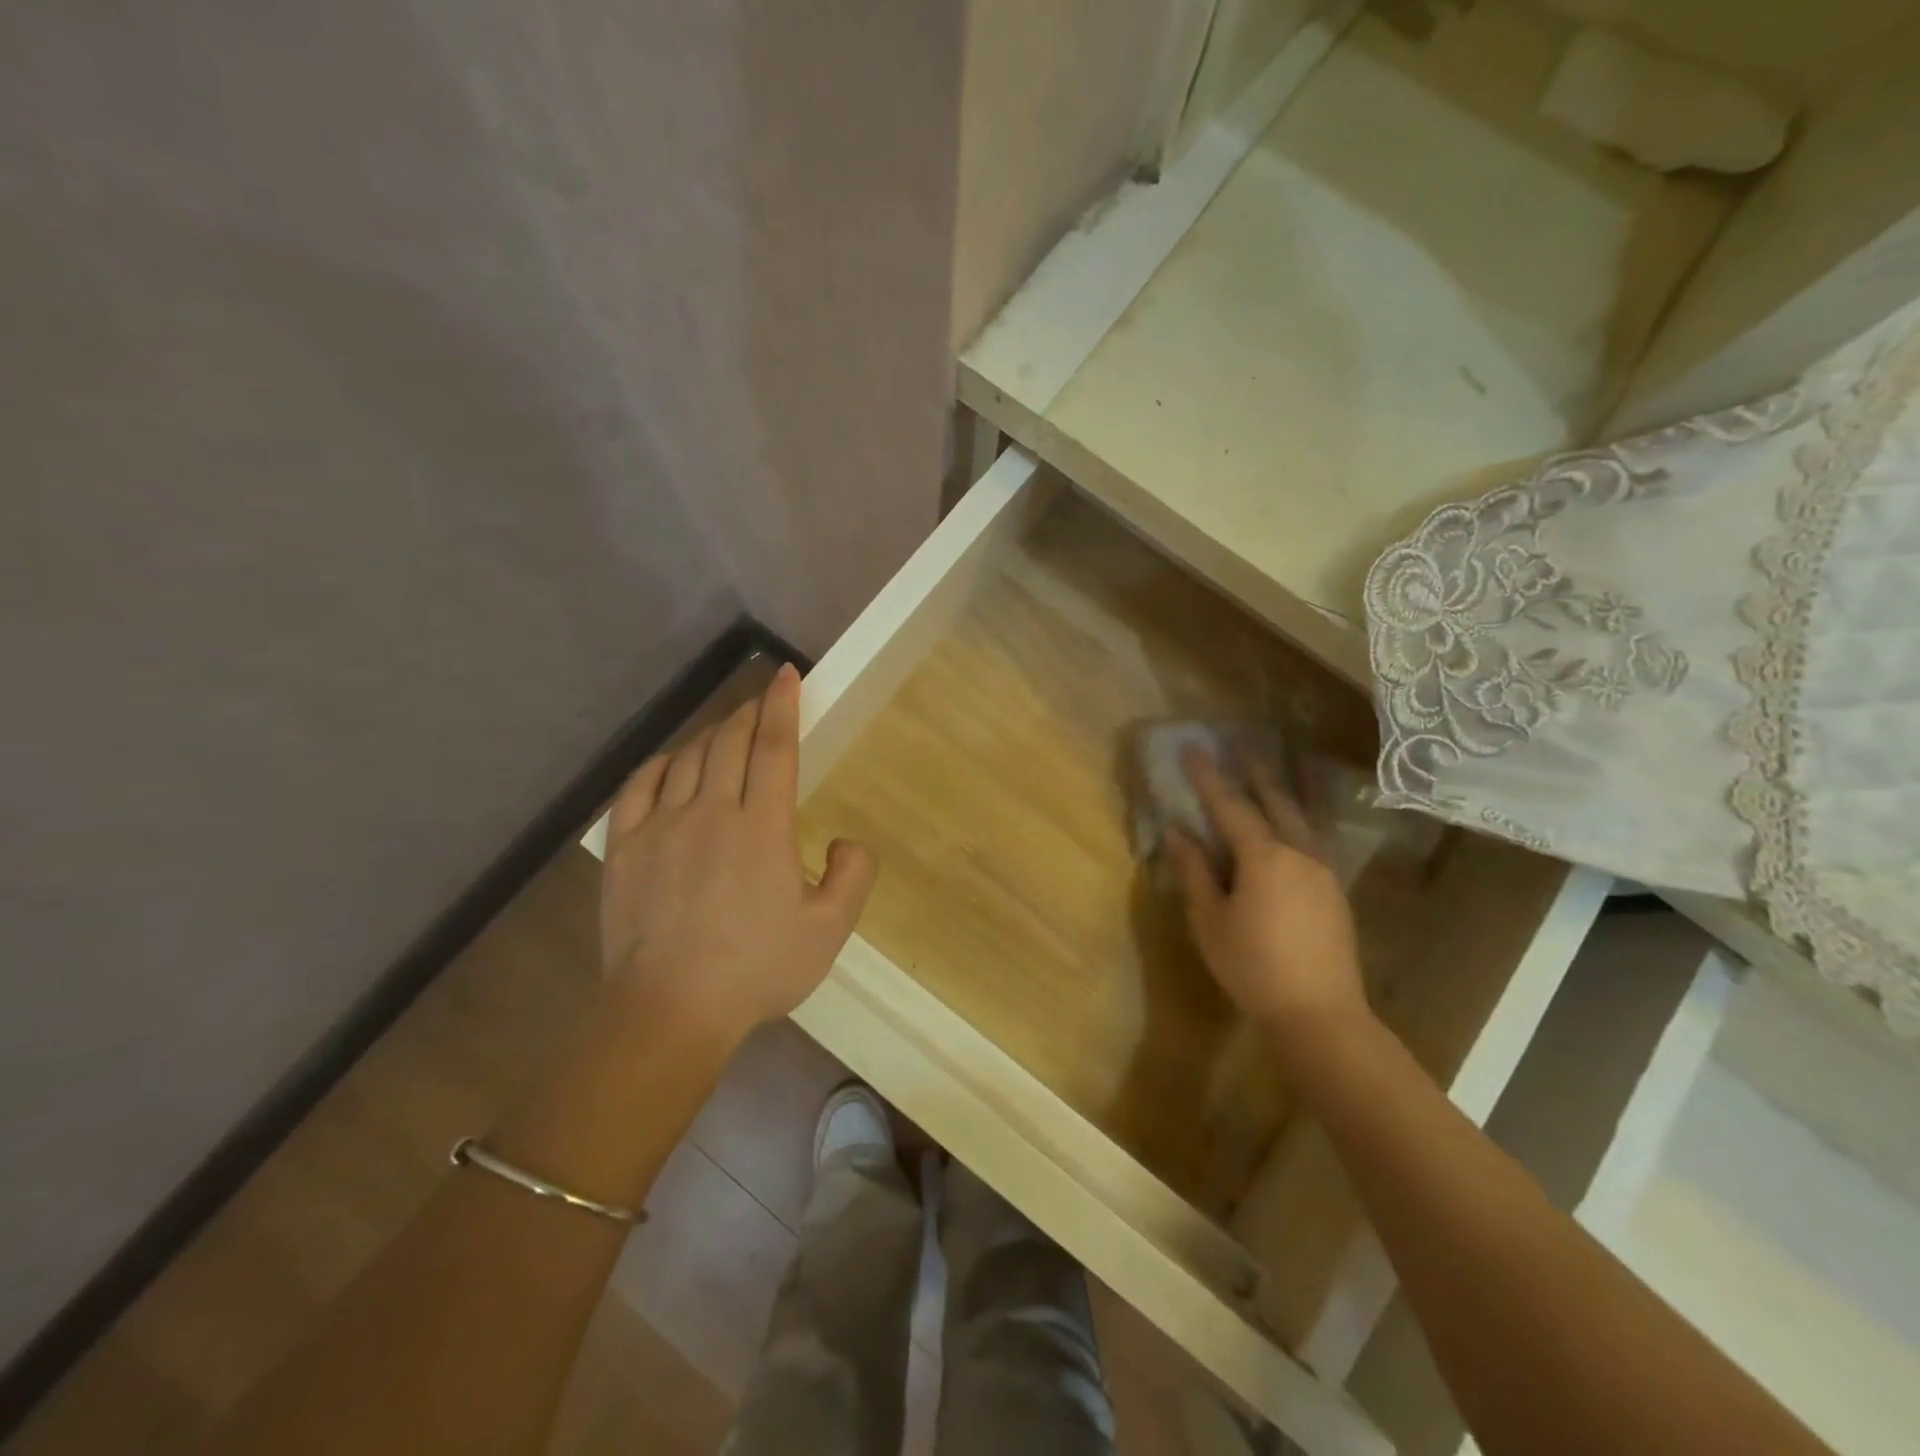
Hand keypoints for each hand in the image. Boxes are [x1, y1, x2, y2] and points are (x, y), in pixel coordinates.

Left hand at [599, 663, 876, 1047]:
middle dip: (749, 712)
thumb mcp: (829, 931)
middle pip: (729, 742)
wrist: (670, 1010)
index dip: (782, 707)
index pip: (774, 748)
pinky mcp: (625, 847)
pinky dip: (661, 762)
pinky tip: (673, 762)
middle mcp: (711, 812)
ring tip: (727, 729)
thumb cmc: (756, 970)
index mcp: (762, 828)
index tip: (788, 676)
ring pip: (687, 758)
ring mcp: (661, 826)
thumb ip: (854, 876)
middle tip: (762, 700)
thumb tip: (846, 840)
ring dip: (711, 734)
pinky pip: (639, 785)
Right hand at [1164, 750, 1372, 1051]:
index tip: (1192, 749)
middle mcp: (1298, 853)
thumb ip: (1195, 873)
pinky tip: (1292, 825)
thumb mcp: (1210, 922)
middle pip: (1275, 802)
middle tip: (1239, 748)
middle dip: (1254, 774)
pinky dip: (1297, 820)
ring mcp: (1323, 871)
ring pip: (1300, 819)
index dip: (1208, 777)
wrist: (1320, 1014)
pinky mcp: (1335, 892)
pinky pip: (1313, 840)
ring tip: (1269, 775)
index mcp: (1263, 857)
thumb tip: (1178, 835)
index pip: (1230, 806)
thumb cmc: (1253, 968)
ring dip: (1281, 793)